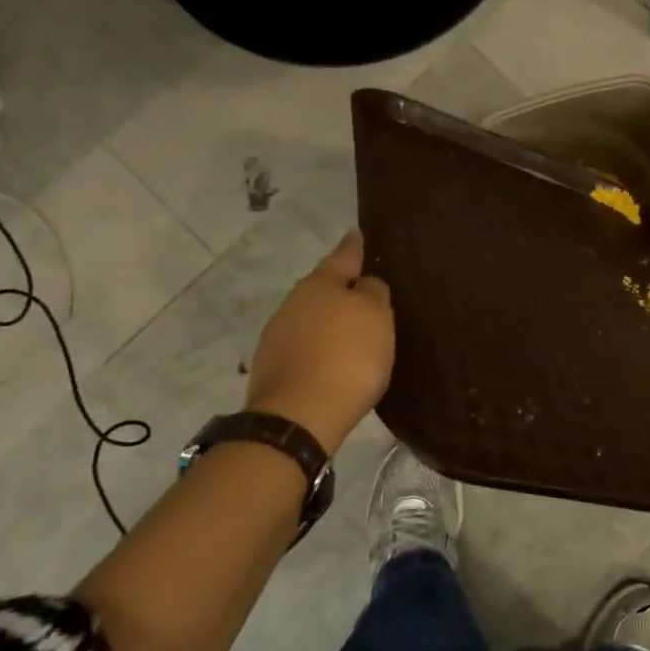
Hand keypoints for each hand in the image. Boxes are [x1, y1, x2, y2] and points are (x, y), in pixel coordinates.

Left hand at [243, 230, 394, 453]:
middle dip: (342, 290)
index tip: (357, 234)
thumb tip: (365, 285)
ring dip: (329, 322)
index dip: (354, 246)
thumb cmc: (348, 357)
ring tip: (353, 334)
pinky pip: (304, 347)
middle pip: (323, 288)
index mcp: (320, 284)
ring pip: (311, 318)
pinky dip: (320, 349)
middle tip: (366, 295)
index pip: (343, 255)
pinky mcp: (272, 368)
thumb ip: (374, 293)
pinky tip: (334, 362)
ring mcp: (277, 336)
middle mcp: (294, 302)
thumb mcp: (377, 317)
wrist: (298, 417)